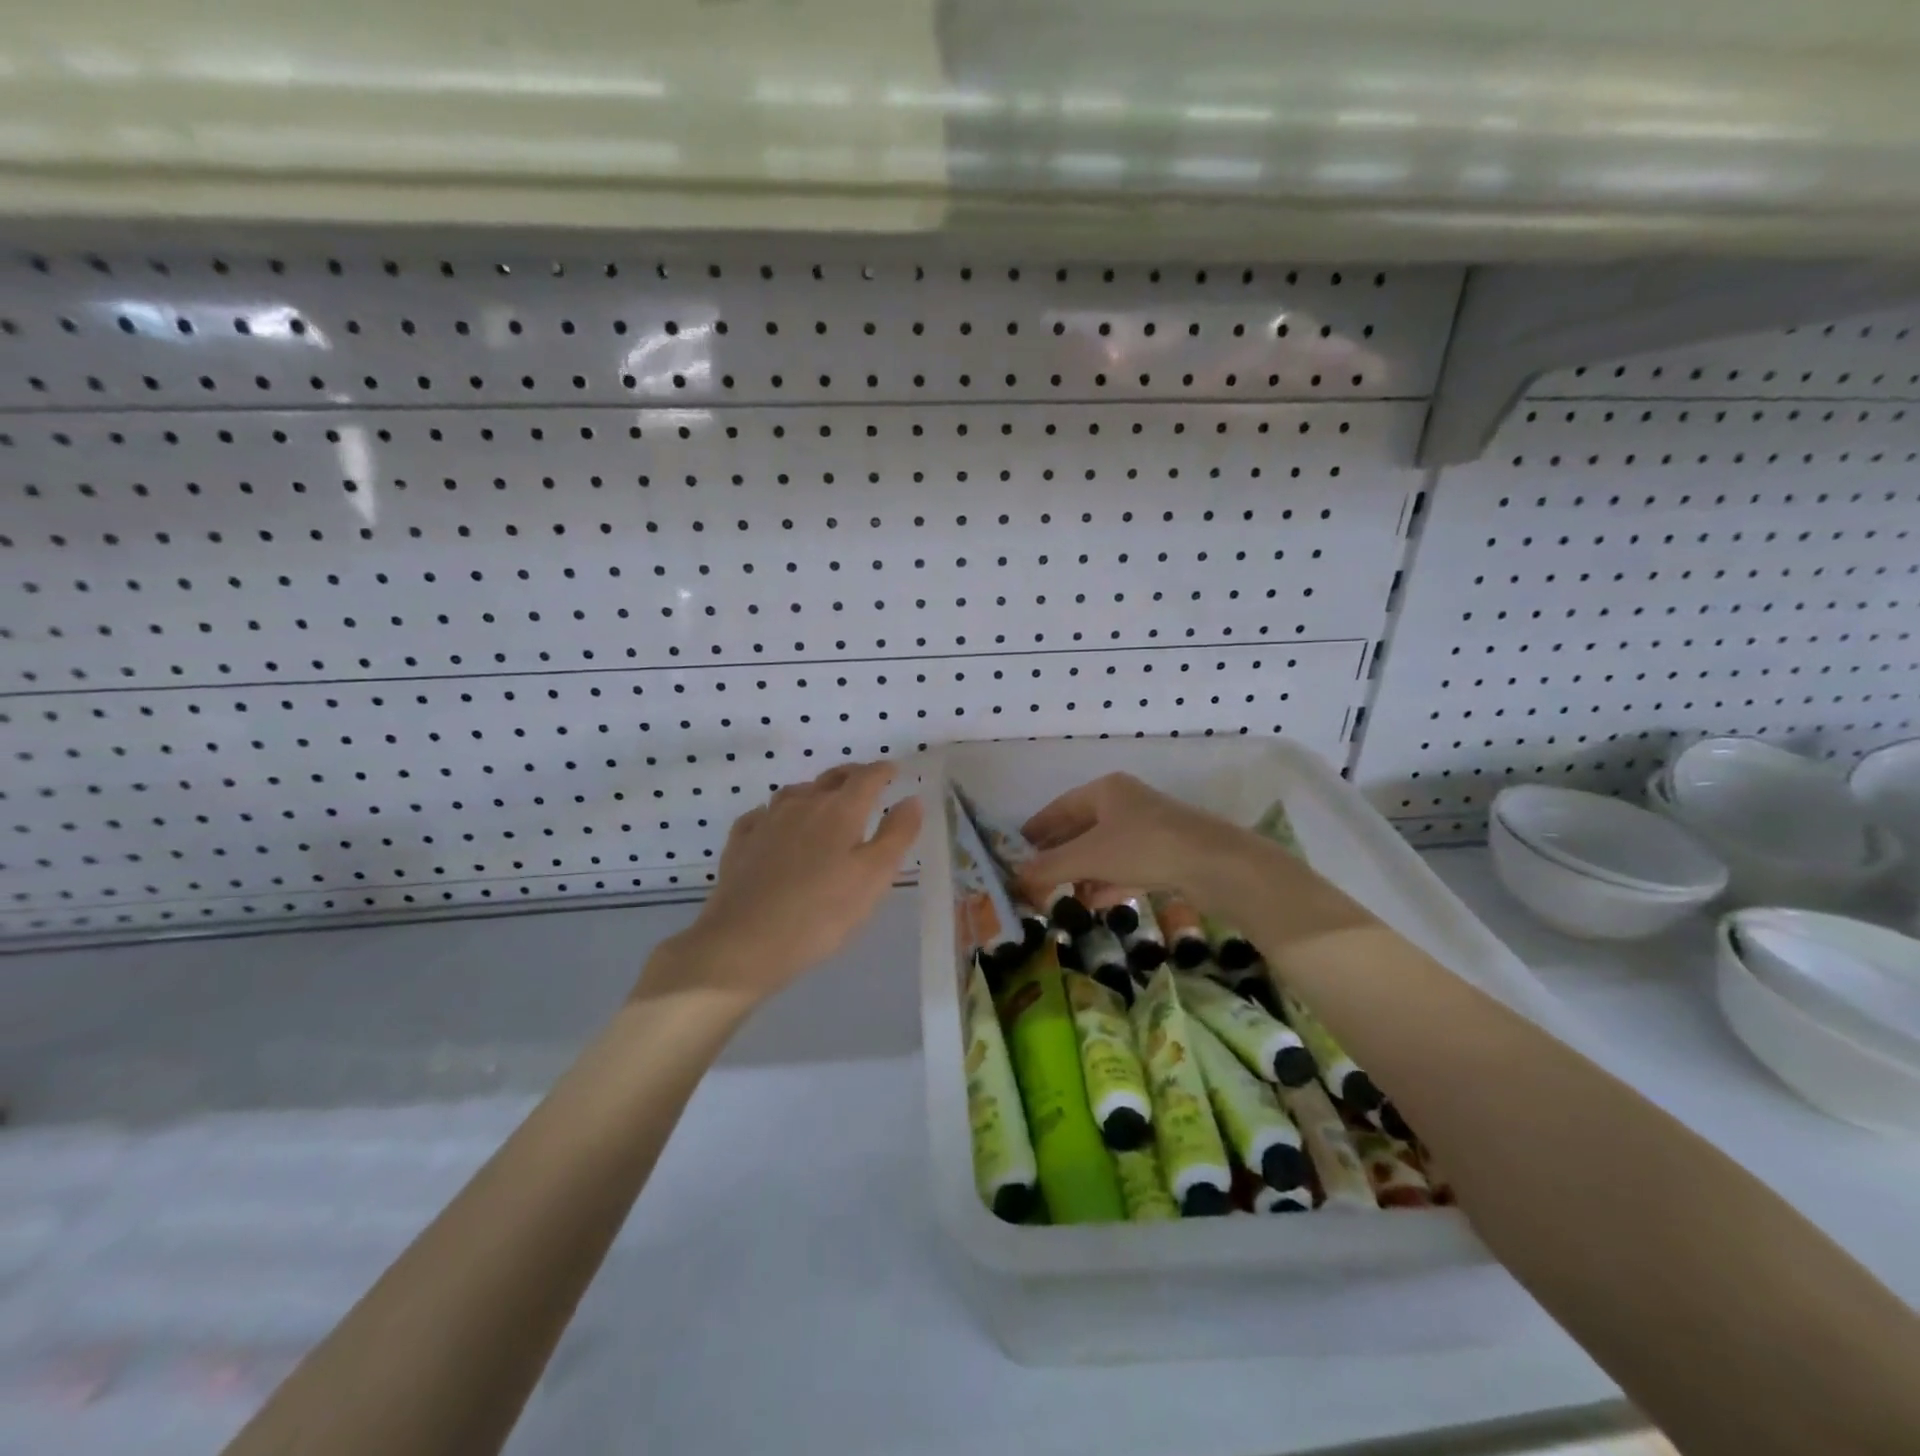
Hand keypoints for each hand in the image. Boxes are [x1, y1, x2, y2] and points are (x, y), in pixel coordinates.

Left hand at [643, 762, 922, 1004]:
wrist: (743, 943)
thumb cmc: (821, 914)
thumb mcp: (874, 878)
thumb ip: (897, 835)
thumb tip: (912, 799)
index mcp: (839, 810)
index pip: (867, 778)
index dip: (883, 771)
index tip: (894, 770)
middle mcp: (802, 805)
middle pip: (831, 778)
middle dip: (852, 775)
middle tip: (866, 782)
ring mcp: (766, 821)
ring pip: (795, 793)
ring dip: (815, 791)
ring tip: (824, 802)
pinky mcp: (740, 843)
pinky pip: (763, 815)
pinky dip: (778, 814)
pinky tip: (777, 826)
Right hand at [1014, 772, 1277, 915]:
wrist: (1216, 864)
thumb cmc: (1144, 847)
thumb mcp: (1089, 857)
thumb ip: (1050, 867)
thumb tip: (1014, 877)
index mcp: (1106, 790)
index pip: (1060, 807)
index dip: (1037, 829)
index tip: (1017, 850)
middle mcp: (1126, 803)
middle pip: (1082, 829)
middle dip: (1058, 855)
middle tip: (1034, 878)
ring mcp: (1149, 828)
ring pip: (1104, 850)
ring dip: (1081, 872)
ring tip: (1059, 896)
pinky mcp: (1167, 853)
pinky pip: (1126, 865)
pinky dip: (1107, 881)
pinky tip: (1094, 902)